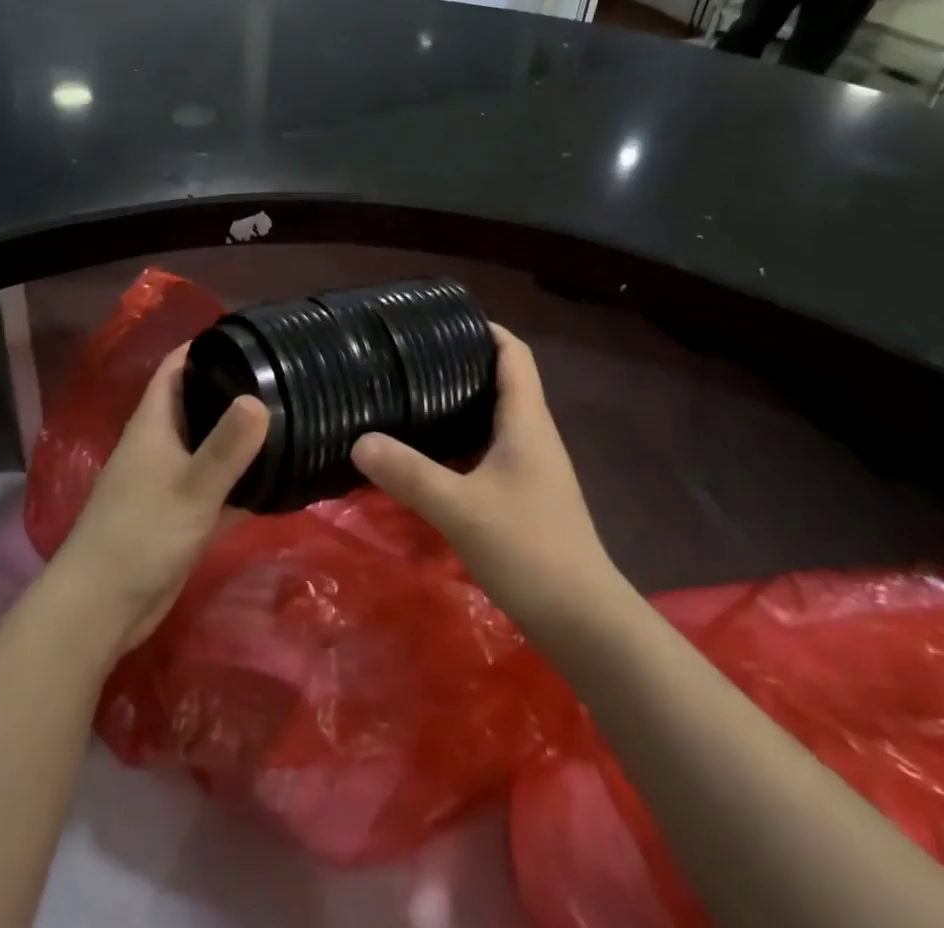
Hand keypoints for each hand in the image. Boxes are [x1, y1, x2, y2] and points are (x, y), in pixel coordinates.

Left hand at [49, 345, 267, 653]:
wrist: (100, 610)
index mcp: (154, 424)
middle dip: (234, 388)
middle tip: (284, 378)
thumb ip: (227, 446)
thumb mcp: (191, 488)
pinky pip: (217, 486)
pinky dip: (242, 481)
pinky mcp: (179, 515)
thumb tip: (260, 397)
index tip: (250, 337)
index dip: (206, 346)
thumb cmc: (140, 536)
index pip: (177, 367)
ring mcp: (169, 481)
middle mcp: (160, 444)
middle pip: (198, 403)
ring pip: (210, 446)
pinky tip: (278, 479)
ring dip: (241, 436)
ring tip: (291, 419)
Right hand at [351, 325, 620, 647]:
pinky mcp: (525, 496)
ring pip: (493, 418)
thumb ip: (409, 473)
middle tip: (410, 360)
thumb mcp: (460, 508)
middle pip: (502, 381)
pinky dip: (461, 441)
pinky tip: (428, 456)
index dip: (485, 329)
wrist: (583, 621)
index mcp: (526, 420)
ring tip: (411, 398)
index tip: (443, 322)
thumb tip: (360, 440)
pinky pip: (489, 450)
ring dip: (459, 404)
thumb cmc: (529, 549)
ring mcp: (532, 467)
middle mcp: (533, 435)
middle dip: (461, 364)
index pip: (514, 354)